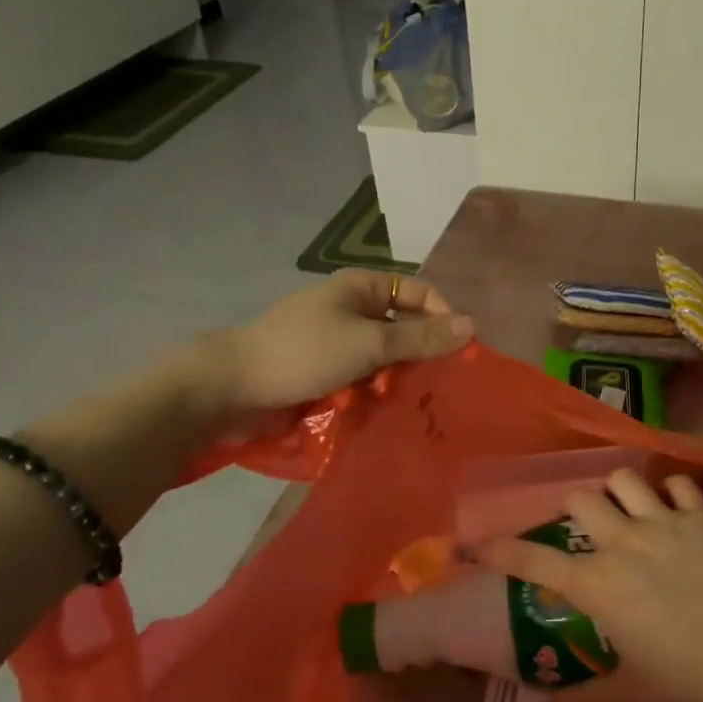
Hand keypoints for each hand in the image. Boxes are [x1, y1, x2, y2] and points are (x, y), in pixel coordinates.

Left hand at [163, 271, 473, 436]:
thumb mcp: (369, 343)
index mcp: (362, 288)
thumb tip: (471, 325)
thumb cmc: (304, 352)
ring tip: (417, 404)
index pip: (420, 293)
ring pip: (385, 358)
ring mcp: (337, 343)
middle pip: (403, 326)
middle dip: (422, 354)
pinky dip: (376, 392)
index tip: (461, 352)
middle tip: (442, 385)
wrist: (231, 387)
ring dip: (399, 378)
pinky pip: (363, 379)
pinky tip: (388, 413)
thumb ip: (421, 337)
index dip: (444, 317)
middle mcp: (352, 310)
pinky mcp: (325, 373)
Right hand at [478, 470, 702, 701]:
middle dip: (572, 512)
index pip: (536, 562)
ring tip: (625, 513)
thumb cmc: (691, 684)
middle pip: (580, 500)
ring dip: (617, 493)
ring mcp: (665, 523)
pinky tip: (675, 512)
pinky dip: (671, 493)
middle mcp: (624, 543)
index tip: (481, 544)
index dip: (503, 551)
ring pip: (624, 480)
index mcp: (599, 586)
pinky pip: (679, 485)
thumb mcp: (631, 699)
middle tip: (583, 534)